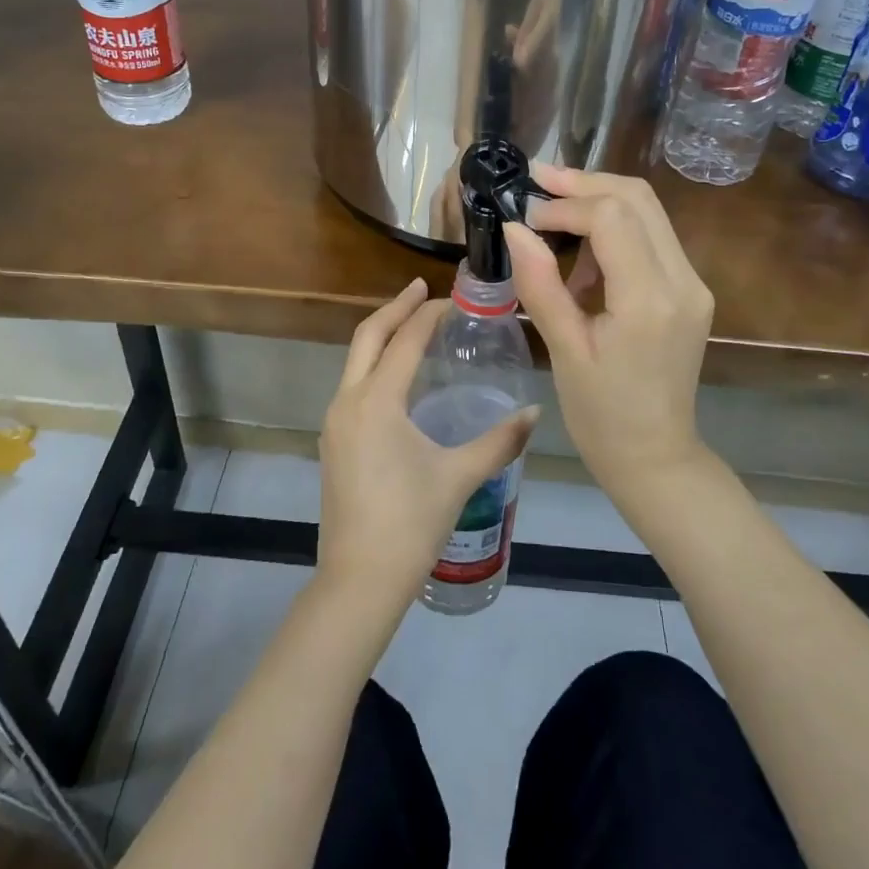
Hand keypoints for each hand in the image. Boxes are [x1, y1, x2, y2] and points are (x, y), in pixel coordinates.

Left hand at [318, 280, 538, 601]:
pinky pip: (352, 385)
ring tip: (413, 325)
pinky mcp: (333, 441)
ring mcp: (335, 422)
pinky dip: (374, 365)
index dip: (430, 315)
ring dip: (382, 335)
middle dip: (395, 308)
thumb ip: (499, 441)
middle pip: (368, 336)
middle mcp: (348, 401)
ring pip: (355, 360)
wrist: (359, 579)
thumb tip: (534, 414)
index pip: (405, 341)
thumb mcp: (460, 477)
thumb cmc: (411, 523)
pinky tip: (398, 378)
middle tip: (422, 289)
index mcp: (377, 401)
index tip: (454, 299)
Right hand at [504, 166, 712, 505]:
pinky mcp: (689, 290)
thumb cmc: (602, 415)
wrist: (655, 457)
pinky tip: (581, 252)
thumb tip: (514, 228)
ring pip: (648, 210)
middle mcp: (683, 280)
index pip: (612, 217)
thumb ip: (540, 284)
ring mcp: (692, 283)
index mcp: (650, 300)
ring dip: (599, 201)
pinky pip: (651, 236)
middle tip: (536, 181)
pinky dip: (614, 228)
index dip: (565, 205)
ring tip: (552, 222)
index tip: (525, 216)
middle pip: (638, 197)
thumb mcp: (564, 350)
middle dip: (584, 182)